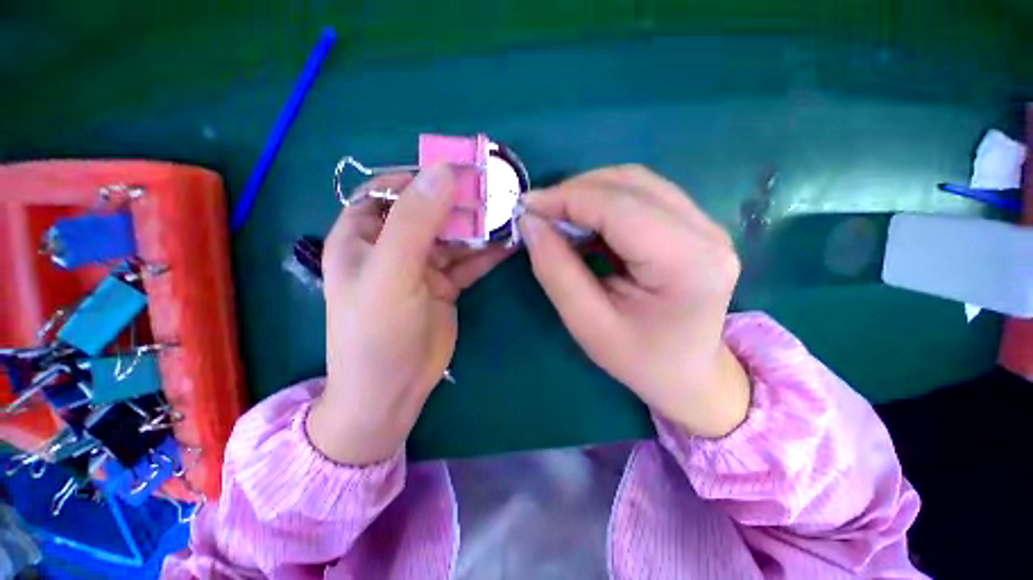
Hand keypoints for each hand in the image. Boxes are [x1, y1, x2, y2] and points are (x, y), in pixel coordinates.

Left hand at [307, 166, 511, 464]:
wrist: (392, 391)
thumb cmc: (377, 332)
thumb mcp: (391, 273)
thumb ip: (415, 221)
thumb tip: (444, 172)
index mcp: (362, 234)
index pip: (389, 189)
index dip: (422, 176)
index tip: (459, 170)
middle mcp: (391, 245)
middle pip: (429, 211)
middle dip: (460, 201)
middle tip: (496, 192)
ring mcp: (422, 266)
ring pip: (453, 236)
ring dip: (479, 227)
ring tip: (510, 214)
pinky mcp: (445, 285)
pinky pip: (468, 260)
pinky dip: (487, 251)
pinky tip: (509, 242)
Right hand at [520, 165, 749, 437]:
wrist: (689, 375)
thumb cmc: (639, 360)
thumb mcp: (588, 324)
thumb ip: (556, 271)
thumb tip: (531, 222)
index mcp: (687, 263)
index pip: (618, 207)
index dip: (566, 199)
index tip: (526, 206)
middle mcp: (706, 233)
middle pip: (630, 184)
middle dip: (575, 192)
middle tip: (539, 214)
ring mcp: (706, 225)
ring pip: (636, 183)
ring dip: (589, 194)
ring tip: (559, 220)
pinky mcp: (695, 226)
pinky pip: (642, 196)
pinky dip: (604, 203)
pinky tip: (585, 225)